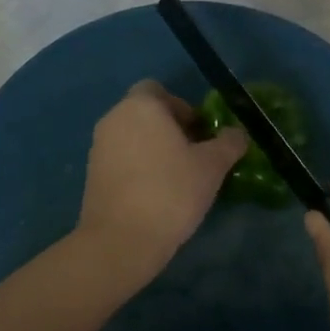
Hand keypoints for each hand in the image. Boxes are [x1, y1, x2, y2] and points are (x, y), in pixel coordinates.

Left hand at [74, 81, 247, 288]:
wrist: (121, 240)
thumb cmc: (170, 191)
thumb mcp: (212, 167)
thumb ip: (228, 143)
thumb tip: (237, 133)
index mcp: (141, 106)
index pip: (159, 90)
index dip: (182, 107)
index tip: (199, 134)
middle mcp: (114, 118)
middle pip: (146, 114)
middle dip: (171, 130)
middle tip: (195, 157)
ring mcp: (98, 146)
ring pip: (133, 137)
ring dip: (154, 149)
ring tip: (178, 179)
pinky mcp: (92, 174)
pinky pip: (121, 159)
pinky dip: (138, 167)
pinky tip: (156, 195)